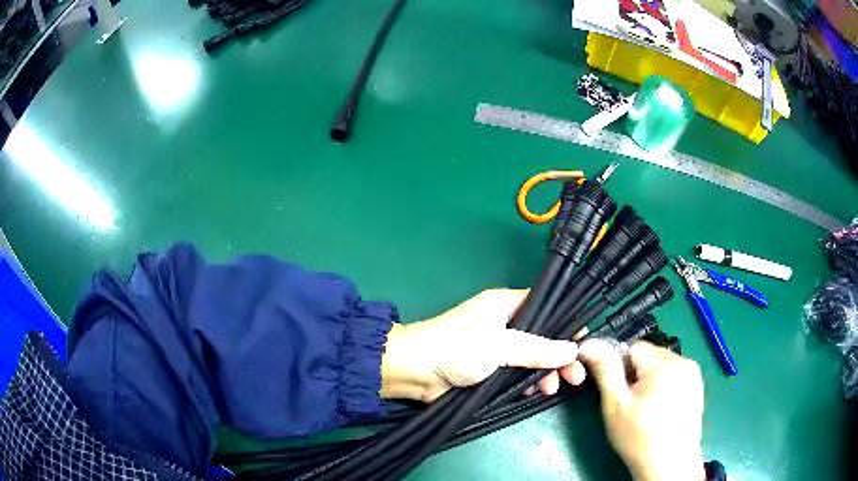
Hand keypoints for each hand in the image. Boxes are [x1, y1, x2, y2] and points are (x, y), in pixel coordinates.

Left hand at [380, 289, 585, 401]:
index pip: (545, 309)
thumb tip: (572, 349)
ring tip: (551, 389)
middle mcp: (504, 324)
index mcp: (506, 305)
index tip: (583, 344)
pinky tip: (534, 392)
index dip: (565, 324)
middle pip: (542, 338)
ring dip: (544, 373)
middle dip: (558, 357)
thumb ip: (538, 349)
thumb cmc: (457, 348)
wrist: (416, 372)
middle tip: (575, 377)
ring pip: (531, 358)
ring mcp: (496, 348)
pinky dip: (527, 382)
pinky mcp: (489, 369)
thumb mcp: (502, 346)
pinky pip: (517, 374)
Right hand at [579, 340, 705, 480]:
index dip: (620, 369)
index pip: (633, 348)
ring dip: (650, 382)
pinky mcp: (698, 387)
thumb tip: (590, 345)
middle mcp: (684, 361)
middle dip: (636, 376)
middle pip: (649, 357)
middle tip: (631, 405)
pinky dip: (664, 388)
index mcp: (664, 363)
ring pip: (661, 367)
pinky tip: (660, 411)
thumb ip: (605, 371)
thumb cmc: (639, 438)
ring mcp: (693, 374)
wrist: (668, 466)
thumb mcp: (615, 406)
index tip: (618, 393)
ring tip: (646, 410)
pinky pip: (674, 377)